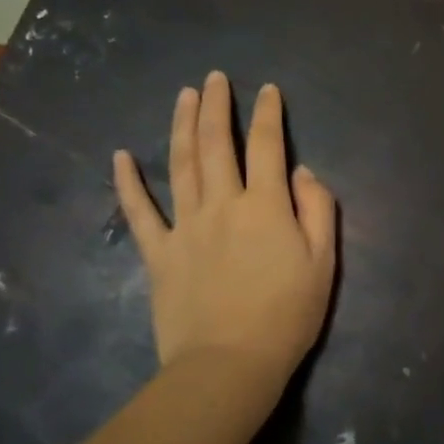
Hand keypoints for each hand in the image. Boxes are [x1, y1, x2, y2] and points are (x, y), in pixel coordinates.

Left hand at [113, 72, 335, 414]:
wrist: (229, 366)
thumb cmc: (286, 316)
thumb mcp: (323, 263)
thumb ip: (318, 210)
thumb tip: (301, 172)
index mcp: (264, 205)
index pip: (267, 146)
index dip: (268, 114)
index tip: (267, 90)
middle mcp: (222, 204)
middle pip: (216, 144)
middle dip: (217, 106)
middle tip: (215, 78)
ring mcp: (185, 226)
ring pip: (180, 164)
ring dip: (181, 125)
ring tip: (184, 95)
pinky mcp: (159, 253)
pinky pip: (139, 211)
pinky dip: (128, 182)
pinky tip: (120, 155)